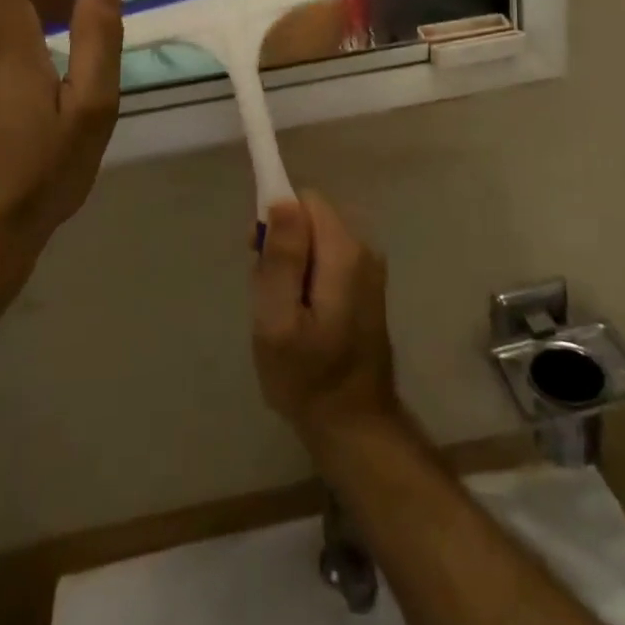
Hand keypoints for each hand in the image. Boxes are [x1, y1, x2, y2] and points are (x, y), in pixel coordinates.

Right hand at [251, 194, 400, 446]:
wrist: (354, 425)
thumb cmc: (307, 377)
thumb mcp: (278, 320)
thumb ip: (282, 257)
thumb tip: (281, 199)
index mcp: (344, 252)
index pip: (304, 200)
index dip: (275, 219)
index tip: (256, 254)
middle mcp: (363, 250)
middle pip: (310, 218)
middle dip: (282, 246)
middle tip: (268, 295)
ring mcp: (369, 269)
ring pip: (316, 241)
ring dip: (293, 266)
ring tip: (283, 313)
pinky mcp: (366, 286)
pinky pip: (327, 261)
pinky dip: (308, 280)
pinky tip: (301, 318)